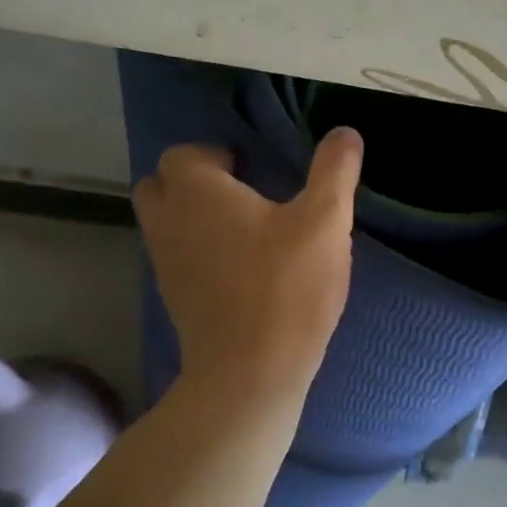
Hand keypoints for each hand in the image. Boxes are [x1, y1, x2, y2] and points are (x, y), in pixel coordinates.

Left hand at [134, 129, 362, 402]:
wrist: (250, 374)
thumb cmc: (286, 287)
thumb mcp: (325, 222)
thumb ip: (335, 171)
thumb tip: (345, 132)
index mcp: (196, 193)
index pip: (183, 154)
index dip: (214, 153)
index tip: (252, 166)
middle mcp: (168, 223)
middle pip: (161, 185)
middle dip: (194, 181)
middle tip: (240, 191)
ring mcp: (165, 264)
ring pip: (166, 224)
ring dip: (194, 217)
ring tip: (244, 228)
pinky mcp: (174, 299)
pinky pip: (176, 258)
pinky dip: (197, 251)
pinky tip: (240, 266)